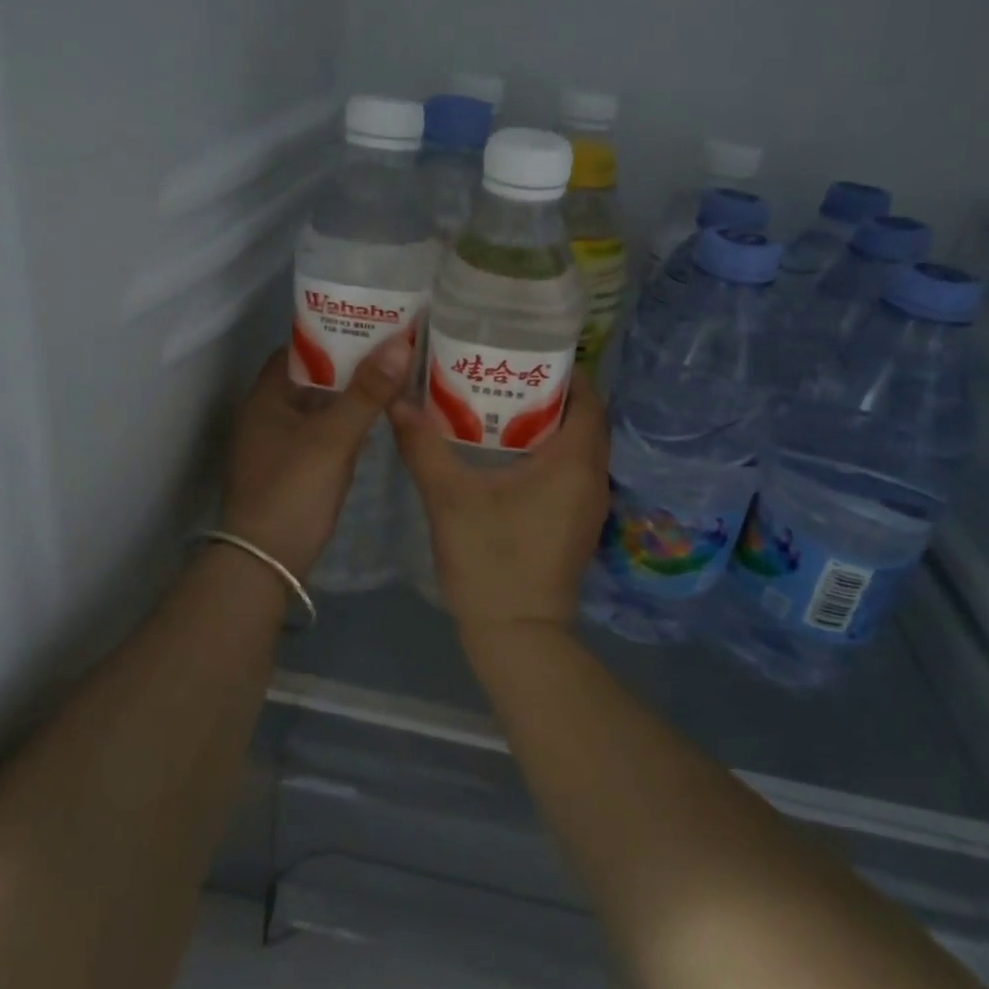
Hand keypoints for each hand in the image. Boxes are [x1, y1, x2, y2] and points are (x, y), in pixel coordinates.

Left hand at [221, 335, 412, 578]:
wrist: (265, 564)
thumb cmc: (292, 491)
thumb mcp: (332, 439)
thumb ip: (366, 393)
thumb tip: (399, 344)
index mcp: (267, 396)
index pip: (300, 347)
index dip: (333, 331)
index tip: (373, 320)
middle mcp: (270, 413)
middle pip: (314, 375)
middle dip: (351, 362)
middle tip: (395, 346)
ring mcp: (282, 443)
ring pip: (322, 406)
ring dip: (353, 394)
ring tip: (396, 375)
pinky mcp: (296, 468)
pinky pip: (326, 433)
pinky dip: (349, 423)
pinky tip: (381, 420)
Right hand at [390, 370, 610, 634]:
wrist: (517, 634)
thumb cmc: (489, 560)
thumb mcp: (449, 497)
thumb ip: (423, 445)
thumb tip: (396, 401)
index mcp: (574, 462)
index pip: (587, 398)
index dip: (563, 371)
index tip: (525, 355)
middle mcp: (593, 478)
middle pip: (584, 420)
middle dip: (551, 394)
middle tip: (506, 377)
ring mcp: (589, 505)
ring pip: (579, 448)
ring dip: (551, 425)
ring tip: (503, 407)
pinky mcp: (578, 525)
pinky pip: (573, 472)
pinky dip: (550, 454)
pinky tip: (508, 456)